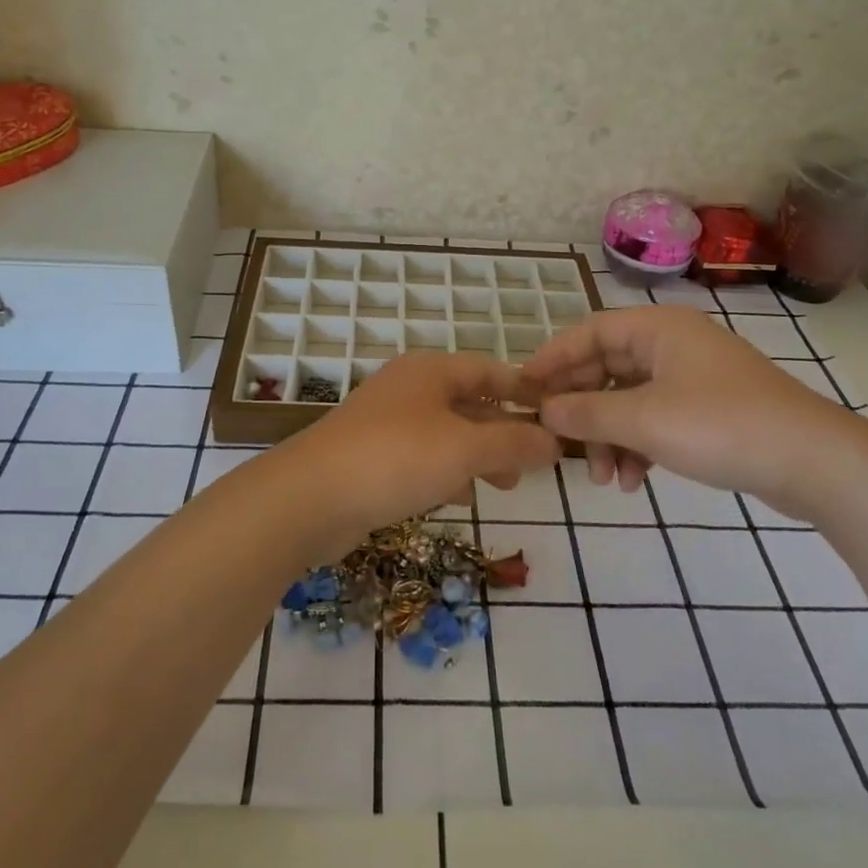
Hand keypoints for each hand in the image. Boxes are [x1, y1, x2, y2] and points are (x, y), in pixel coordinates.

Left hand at [273, 352, 559, 553]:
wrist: (310, 497)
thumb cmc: (396, 458)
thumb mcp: (465, 448)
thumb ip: (513, 443)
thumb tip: (554, 441)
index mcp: (431, 371)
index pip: (491, 370)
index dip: (526, 390)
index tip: (557, 413)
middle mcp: (409, 388)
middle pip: (470, 402)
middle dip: (504, 431)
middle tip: (533, 461)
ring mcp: (386, 422)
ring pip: (447, 433)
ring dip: (478, 455)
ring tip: (504, 484)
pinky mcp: (371, 456)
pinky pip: (422, 457)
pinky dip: (446, 472)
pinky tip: (459, 497)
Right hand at [523, 304, 852, 505]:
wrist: (814, 462)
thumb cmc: (721, 426)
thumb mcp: (644, 420)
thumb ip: (587, 413)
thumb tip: (544, 409)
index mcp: (658, 328)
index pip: (589, 331)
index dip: (553, 358)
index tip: (524, 389)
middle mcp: (673, 344)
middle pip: (607, 368)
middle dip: (583, 410)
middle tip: (560, 443)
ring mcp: (693, 377)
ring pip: (630, 399)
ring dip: (610, 436)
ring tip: (605, 478)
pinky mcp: (709, 410)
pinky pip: (656, 419)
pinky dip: (639, 446)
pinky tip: (634, 481)